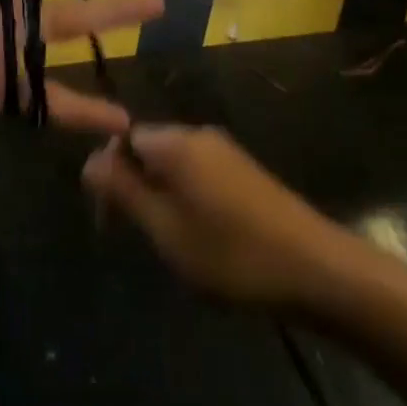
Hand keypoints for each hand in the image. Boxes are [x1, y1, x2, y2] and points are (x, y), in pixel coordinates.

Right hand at [81, 126, 348, 309]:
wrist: (317, 270)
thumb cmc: (232, 254)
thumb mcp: (166, 229)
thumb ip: (124, 191)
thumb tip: (89, 160)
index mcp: (175, 142)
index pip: (122, 139)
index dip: (108, 175)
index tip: (108, 220)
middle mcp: (198, 135)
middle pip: (147, 150)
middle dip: (134, 188)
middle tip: (140, 239)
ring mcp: (225, 152)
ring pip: (172, 166)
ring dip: (160, 199)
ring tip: (171, 245)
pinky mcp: (244, 172)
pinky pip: (198, 176)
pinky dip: (186, 201)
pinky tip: (200, 240)